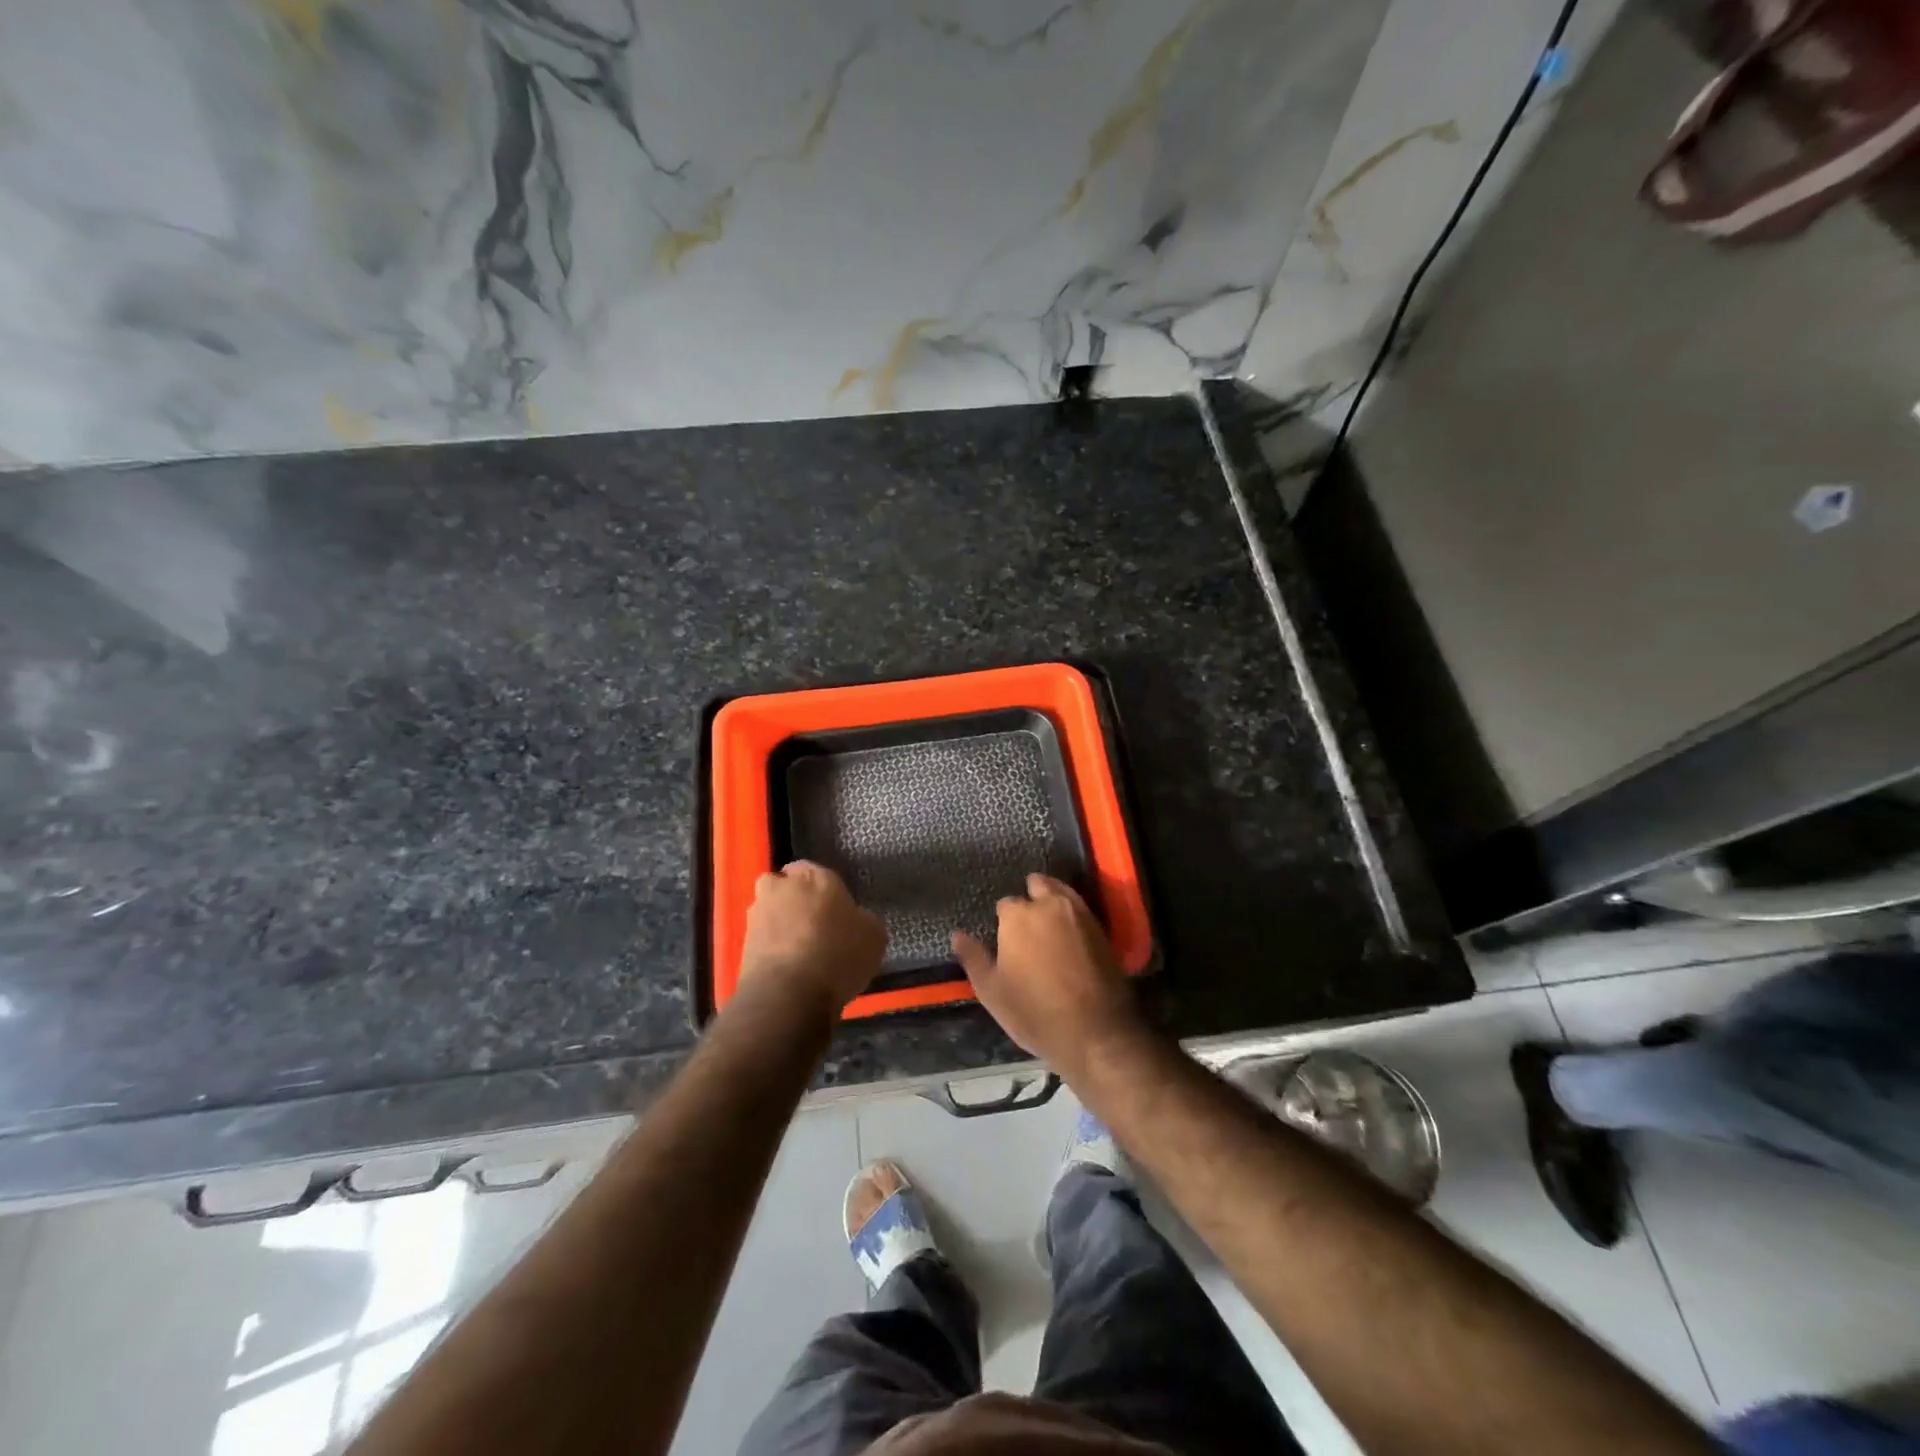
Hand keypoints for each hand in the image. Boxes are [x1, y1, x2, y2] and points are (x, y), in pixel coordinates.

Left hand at [739, 861, 885, 1016]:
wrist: (787, 995)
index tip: (836, 910)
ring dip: (782, 926)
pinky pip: (763, 940)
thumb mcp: (873, 936)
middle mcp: (780, 887)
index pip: (816, 871)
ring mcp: (757, 914)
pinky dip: (773, 950)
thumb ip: (862, 919)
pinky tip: (790, 970)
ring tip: (802, 954)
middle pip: (787, 888)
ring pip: (772, 912)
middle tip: (816, 926)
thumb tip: (855, 920)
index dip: (825, 890)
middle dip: (797, 901)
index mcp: (814, 876)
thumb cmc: (837, 954)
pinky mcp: (742, 944)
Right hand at [951, 875, 1146, 1078]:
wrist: (1097, 1034)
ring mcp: (1080, 913)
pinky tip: (1069, 936)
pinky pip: (1080, 909)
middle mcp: (1049, 905)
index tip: (1005, 942)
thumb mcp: (992, 992)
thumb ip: (973, 958)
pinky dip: (1072, 915)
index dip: (1003, 923)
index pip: (1004, 905)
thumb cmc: (1036, 1013)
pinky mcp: (1102, 928)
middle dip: (1030, 899)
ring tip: (1048, 928)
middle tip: (1027, 929)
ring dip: (1052, 901)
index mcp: (1018, 916)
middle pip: (1036, 886)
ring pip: (1061, 892)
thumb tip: (957, 934)